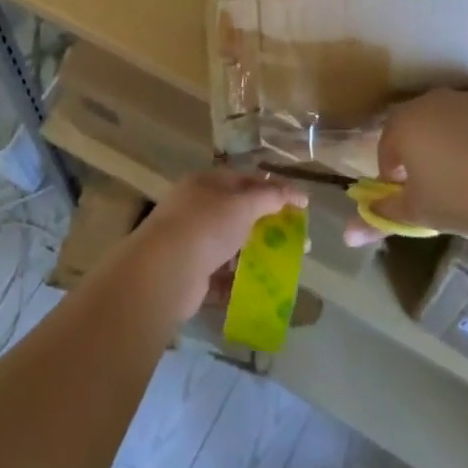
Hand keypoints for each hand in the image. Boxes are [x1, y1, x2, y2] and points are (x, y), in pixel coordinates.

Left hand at [122, 169, 305, 319]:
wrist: (164, 272)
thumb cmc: (206, 227)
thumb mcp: (242, 205)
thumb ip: (269, 197)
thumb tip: (293, 193)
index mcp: (205, 184)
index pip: (246, 180)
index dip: (275, 189)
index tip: (302, 204)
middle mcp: (197, 208)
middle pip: (239, 213)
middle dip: (269, 225)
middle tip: (297, 240)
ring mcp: (193, 240)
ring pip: (232, 244)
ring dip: (257, 254)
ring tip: (283, 266)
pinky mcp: (193, 272)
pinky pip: (223, 273)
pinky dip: (241, 279)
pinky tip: (262, 287)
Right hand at [343, 90, 467, 249]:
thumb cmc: (460, 200)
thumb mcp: (415, 214)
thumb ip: (378, 219)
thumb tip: (346, 236)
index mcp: (403, 124)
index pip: (387, 147)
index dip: (394, 172)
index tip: (408, 194)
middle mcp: (432, 102)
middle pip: (417, 126)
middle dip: (420, 150)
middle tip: (436, 183)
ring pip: (450, 119)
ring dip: (451, 139)